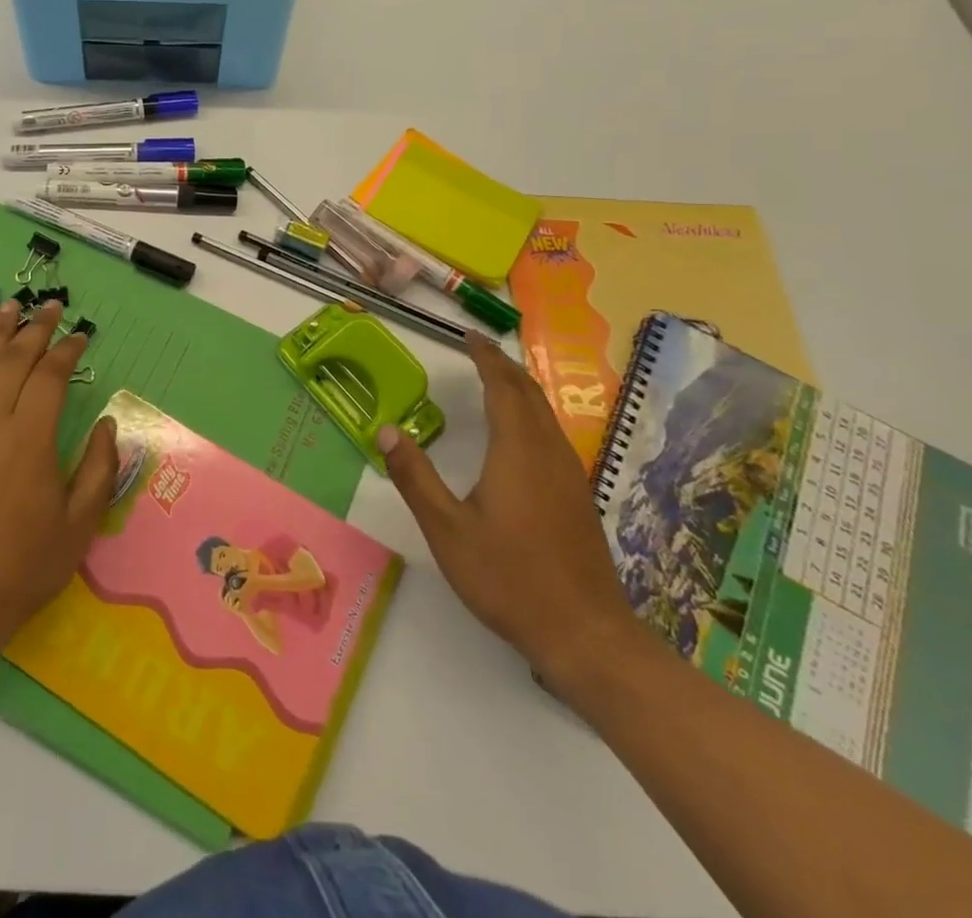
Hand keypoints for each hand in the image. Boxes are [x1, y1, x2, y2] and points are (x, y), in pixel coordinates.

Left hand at [0, 299, 118, 647]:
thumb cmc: (26, 564)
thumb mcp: (80, 522)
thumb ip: (97, 467)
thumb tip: (106, 424)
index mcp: (29, 439)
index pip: (49, 377)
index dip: (66, 351)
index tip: (81, 336)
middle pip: (12, 362)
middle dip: (34, 329)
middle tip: (50, 307)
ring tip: (8, 309)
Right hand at [378, 334, 641, 697]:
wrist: (586, 634)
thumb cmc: (509, 578)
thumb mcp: (447, 529)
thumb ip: (414, 477)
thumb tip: (385, 430)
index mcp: (517, 451)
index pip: (502, 387)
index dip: (486, 358)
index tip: (468, 337)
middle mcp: (548, 453)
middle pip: (529, 394)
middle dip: (504, 366)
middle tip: (479, 349)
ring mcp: (569, 475)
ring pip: (545, 414)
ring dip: (520, 388)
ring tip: (496, 378)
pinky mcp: (577, 497)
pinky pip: (552, 434)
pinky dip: (531, 413)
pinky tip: (520, 432)